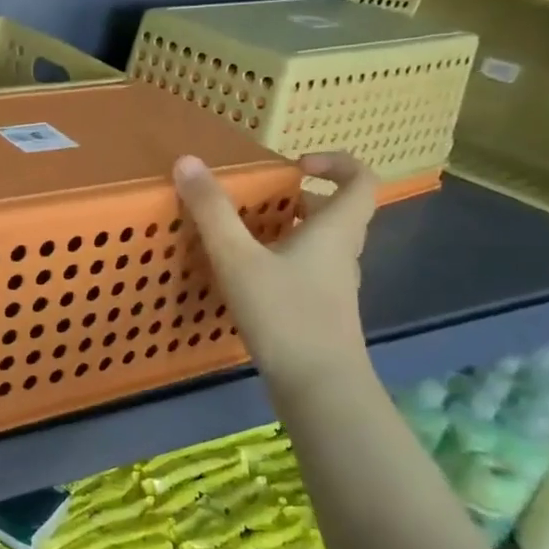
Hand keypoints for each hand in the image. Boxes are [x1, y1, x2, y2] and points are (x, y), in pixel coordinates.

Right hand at [173, 151, 375, 391]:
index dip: (336, 163)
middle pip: (337, 212)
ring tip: (245, 234)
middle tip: (259, 199)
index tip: (296, 165)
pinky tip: (247, 277)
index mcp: (335, 231)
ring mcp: (334, 286)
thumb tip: (188, 161)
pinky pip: (307, 271)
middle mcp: (343, 254)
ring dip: (289, 230)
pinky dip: (282, 262)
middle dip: (300, 198)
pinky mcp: (321, 312)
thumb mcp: (238, 258)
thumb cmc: (284, 314)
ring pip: (320, 244)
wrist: (319, 387)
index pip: (361, 181)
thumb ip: (212, 211)